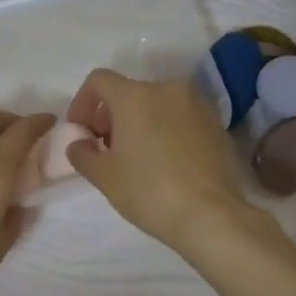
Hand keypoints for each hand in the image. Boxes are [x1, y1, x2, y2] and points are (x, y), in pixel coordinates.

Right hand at [63, 69, 250, 253]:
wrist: (211, 215)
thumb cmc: (149, 192)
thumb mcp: (104, 177)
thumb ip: (82, 153)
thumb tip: (78, 144)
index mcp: (135, 96)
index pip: (99, 80)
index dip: (83, 102)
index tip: (81, 131)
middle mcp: (167, 89)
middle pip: (129, 92)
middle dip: (112, 116)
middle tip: (106, 149)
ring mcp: (197, 104)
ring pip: (157, 104)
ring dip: (140, 122)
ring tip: (137, 157)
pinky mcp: (216, 123)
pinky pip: (181, 117)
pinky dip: (166, 130)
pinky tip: (166, 162)